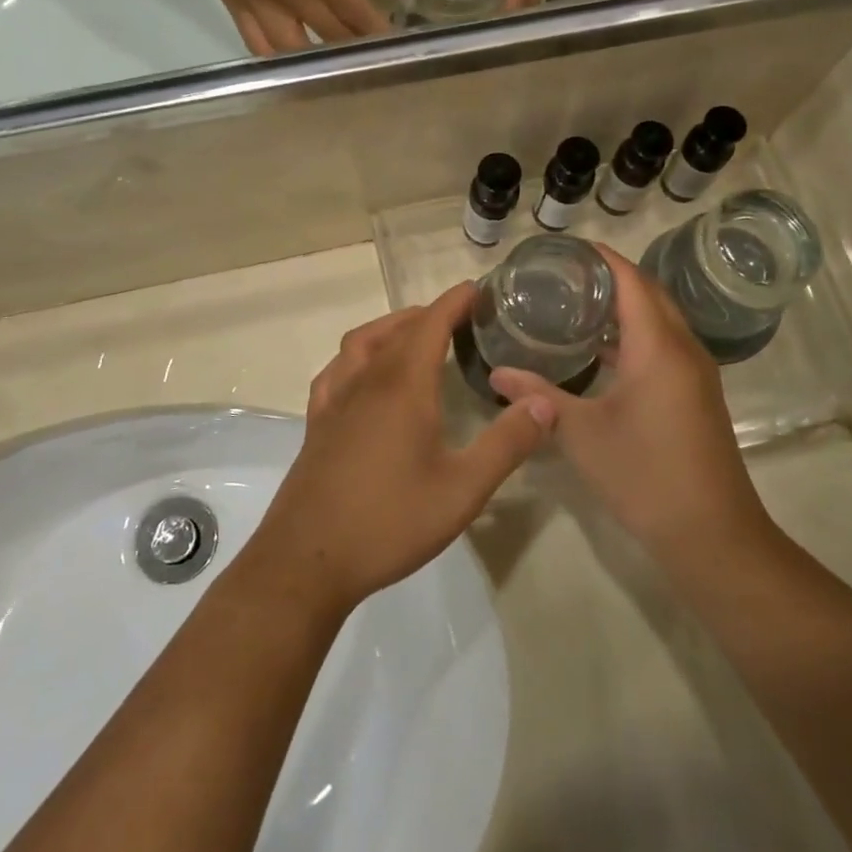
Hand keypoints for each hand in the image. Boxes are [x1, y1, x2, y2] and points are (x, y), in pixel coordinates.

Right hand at [133, 0, 404, 54]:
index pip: (351, 6)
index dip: (378, 29)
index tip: (401, 44)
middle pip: (331, 35)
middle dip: (359, 50)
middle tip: (383, 59)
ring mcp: (256, 1)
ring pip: (296, 50)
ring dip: (323, 62)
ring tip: (346, 66)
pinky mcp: (232, 4)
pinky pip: (259, 45)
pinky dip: (282, 61)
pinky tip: (299, 64)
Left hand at [240, 282, 555, 616]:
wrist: (307, 561)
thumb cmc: (389, 522)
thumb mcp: (463, 489)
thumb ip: (507, 444)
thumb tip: (545, 403)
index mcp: (402, 386)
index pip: (430, 324)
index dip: (454, 302)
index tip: (477, 289)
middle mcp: (365, 382)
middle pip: (396, 329)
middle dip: (429, 314)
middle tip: (459, 317)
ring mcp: (334, 401)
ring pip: (361, 343)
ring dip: (391, 328)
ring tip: (416, 335)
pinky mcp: (316, 424)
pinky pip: (336, 370)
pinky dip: (358, 356)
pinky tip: (364, 374)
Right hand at [489, 245, 771, 562]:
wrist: (710, 532)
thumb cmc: (644, 475)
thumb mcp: (581, 434)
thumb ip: (538, 397)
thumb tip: (496, 374)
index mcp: (659, 347)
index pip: (632, 281)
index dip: (603, 259)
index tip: (569, 248)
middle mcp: (684, 349)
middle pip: (650, 294)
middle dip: (613, 277)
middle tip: (566, 274)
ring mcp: (696, 373)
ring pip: (661, 320)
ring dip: (627, 306)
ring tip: (579, 303)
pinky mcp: (697, 394)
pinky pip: (666, 345)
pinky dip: (636, 335)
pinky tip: (603, 351)